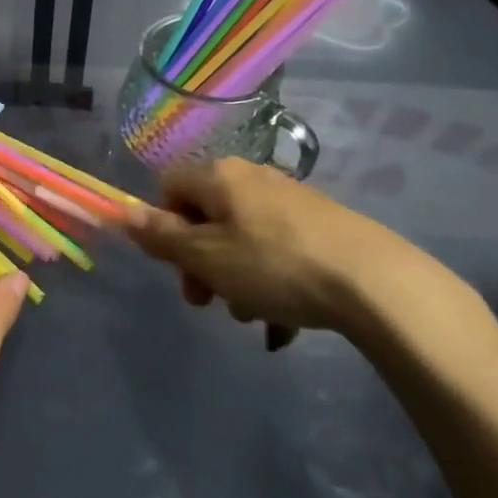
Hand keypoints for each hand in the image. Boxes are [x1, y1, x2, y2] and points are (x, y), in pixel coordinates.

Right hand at [126, 159, 416, 346]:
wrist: (374, 282)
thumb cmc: (274, 266)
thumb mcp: (207, 257)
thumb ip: (162, 237)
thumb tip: (123, 213)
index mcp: (219, 176)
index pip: (169, 187)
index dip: (164, 226)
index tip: (179, 266)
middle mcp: (252, 177)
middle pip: (206, 215)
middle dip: (201, 261)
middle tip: (209, 302)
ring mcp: (290, 199)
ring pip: (242, 237)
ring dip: (235, 276)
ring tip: (254, 316)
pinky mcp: (322, 224)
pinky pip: (277, 250)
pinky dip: (271, 281)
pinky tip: (284, 321)